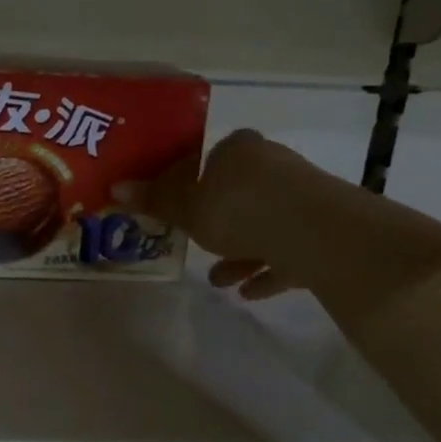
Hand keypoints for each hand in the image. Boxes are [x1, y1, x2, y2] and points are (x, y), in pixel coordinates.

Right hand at [142, 129, 318, 300]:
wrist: (320, 236)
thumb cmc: (240, 210)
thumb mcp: (186, 208)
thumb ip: (155, 200)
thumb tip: (116, 187)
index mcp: (238, 150)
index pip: (205, 160)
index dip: (185, 184)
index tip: (173, 211)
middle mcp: (272, 166)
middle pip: (234, 194)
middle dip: (213, 223)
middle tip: (193, 244)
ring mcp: (302, 198)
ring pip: (261, 224)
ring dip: (238, 251)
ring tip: (217, 280)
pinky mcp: (324, 231)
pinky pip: (286, 250)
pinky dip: (266, 268)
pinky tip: (247, 291)